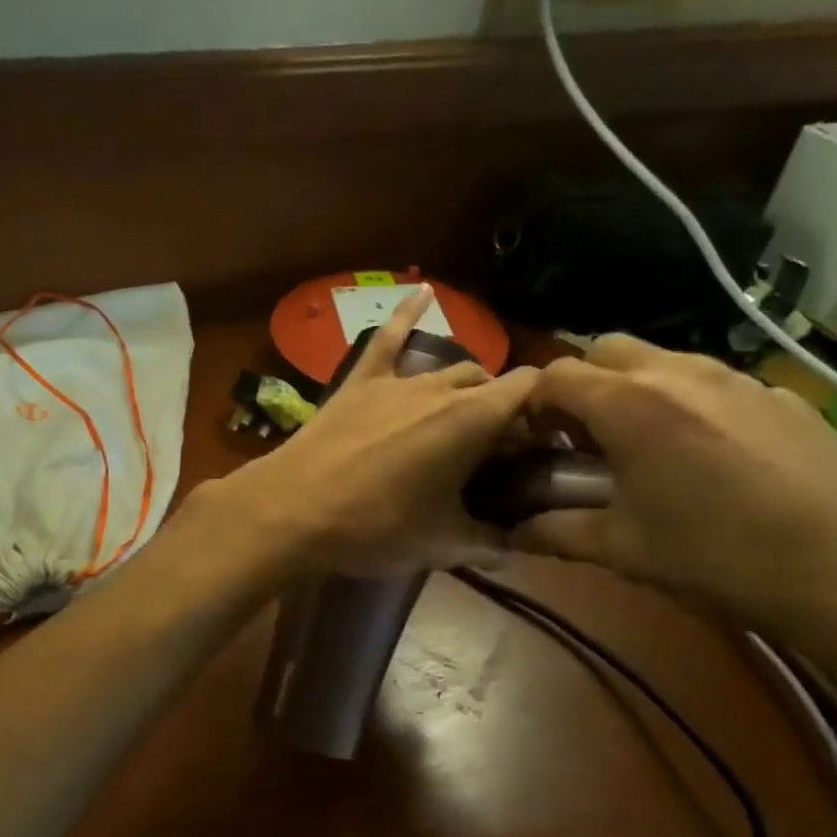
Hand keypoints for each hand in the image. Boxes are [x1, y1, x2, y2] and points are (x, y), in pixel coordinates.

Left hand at [215, 288, 539, 576]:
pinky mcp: (359, 380)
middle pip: (488, 382)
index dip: (544, 411)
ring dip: (463, 386)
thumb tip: (512, 546)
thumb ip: (488, 542)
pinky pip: (387, 338)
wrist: (293, 510)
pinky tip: (422, 289)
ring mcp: (397, 379)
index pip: (531, 390)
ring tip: (461, 416)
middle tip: (494, 451)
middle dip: (500, 408)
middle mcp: (441, 387)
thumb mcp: (442, 544)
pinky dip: (408, 314)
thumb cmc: (375, 527)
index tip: (541, 443)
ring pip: (446, 368)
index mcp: (473, 419)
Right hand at [510, 336, 836, 661]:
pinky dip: (688, 399)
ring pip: (661, 358)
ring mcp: (735, 377)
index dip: (533, 403)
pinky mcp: (779, 394)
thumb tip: (507, 532)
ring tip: (645, 444)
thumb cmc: (721, 558)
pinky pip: (713, 379)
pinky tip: (710, 454)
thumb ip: (554, 532)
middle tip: (585, 437)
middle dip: (582, 383)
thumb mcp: (624, 550)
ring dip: (634, 387)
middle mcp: (677, 372)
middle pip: (605, 349)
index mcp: (629, 404)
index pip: (554, 375)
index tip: (533, 441)